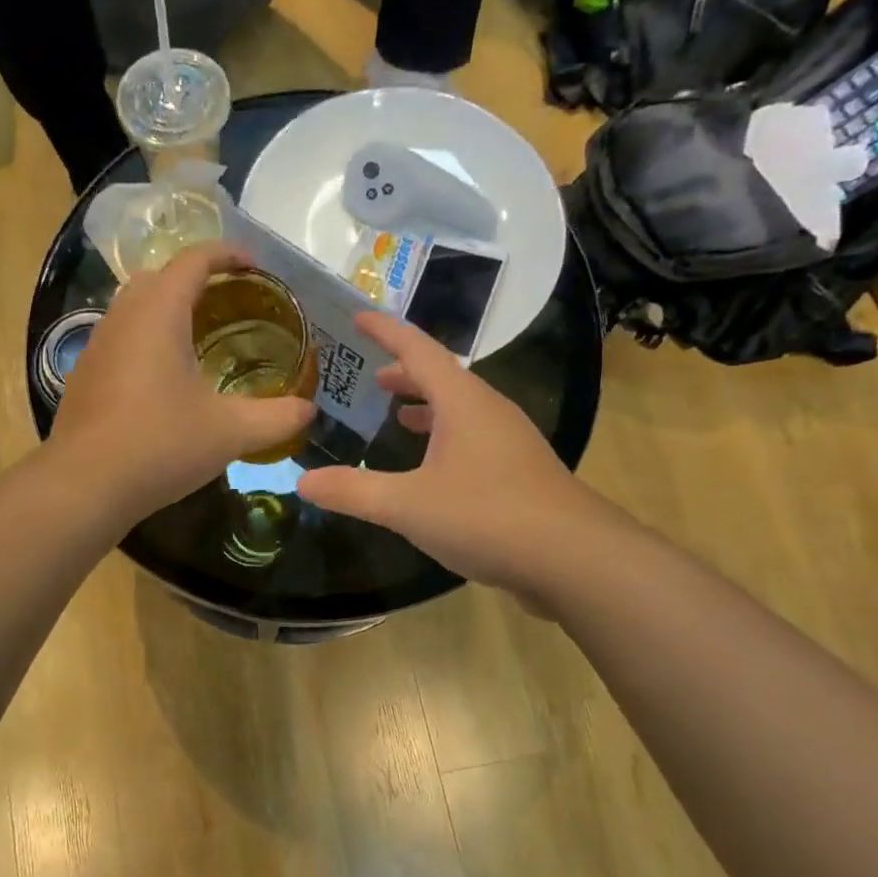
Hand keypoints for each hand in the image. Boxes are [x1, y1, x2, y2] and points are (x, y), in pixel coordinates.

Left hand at [50, 243, 314, 525]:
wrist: (84, 485)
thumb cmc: (161, 445)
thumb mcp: (230, 432)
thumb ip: (276, 417)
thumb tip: (308, 411)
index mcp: (159, 313)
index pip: (193, 260)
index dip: (226, 254)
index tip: (253, 265)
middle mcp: (123, 317)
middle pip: (158, 276)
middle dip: (194, 278)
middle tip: (228, 301)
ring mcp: (97, 345)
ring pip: (133, 306)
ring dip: (165, 308)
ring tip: (198, 336)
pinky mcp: (84, 375)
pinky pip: (119, 337)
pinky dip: (145, 338)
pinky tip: (163, 378)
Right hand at [297, 312, 618, 597]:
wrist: (575, 559)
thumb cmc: (487, 516)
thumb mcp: (407, 505)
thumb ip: (353, 492)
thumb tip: (302, 481)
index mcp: (463, 402)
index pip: (418, 350)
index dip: (385, 331)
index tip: (357, 317)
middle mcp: (489, 411)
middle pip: (442, 378)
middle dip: (405, 374)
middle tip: (372, 378)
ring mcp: (510, 442)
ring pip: (461, 410)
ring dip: (426, 406)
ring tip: (397, 416)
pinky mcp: (520, 473)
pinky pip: (473, 438)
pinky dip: (444, 437)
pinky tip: (432, 468)